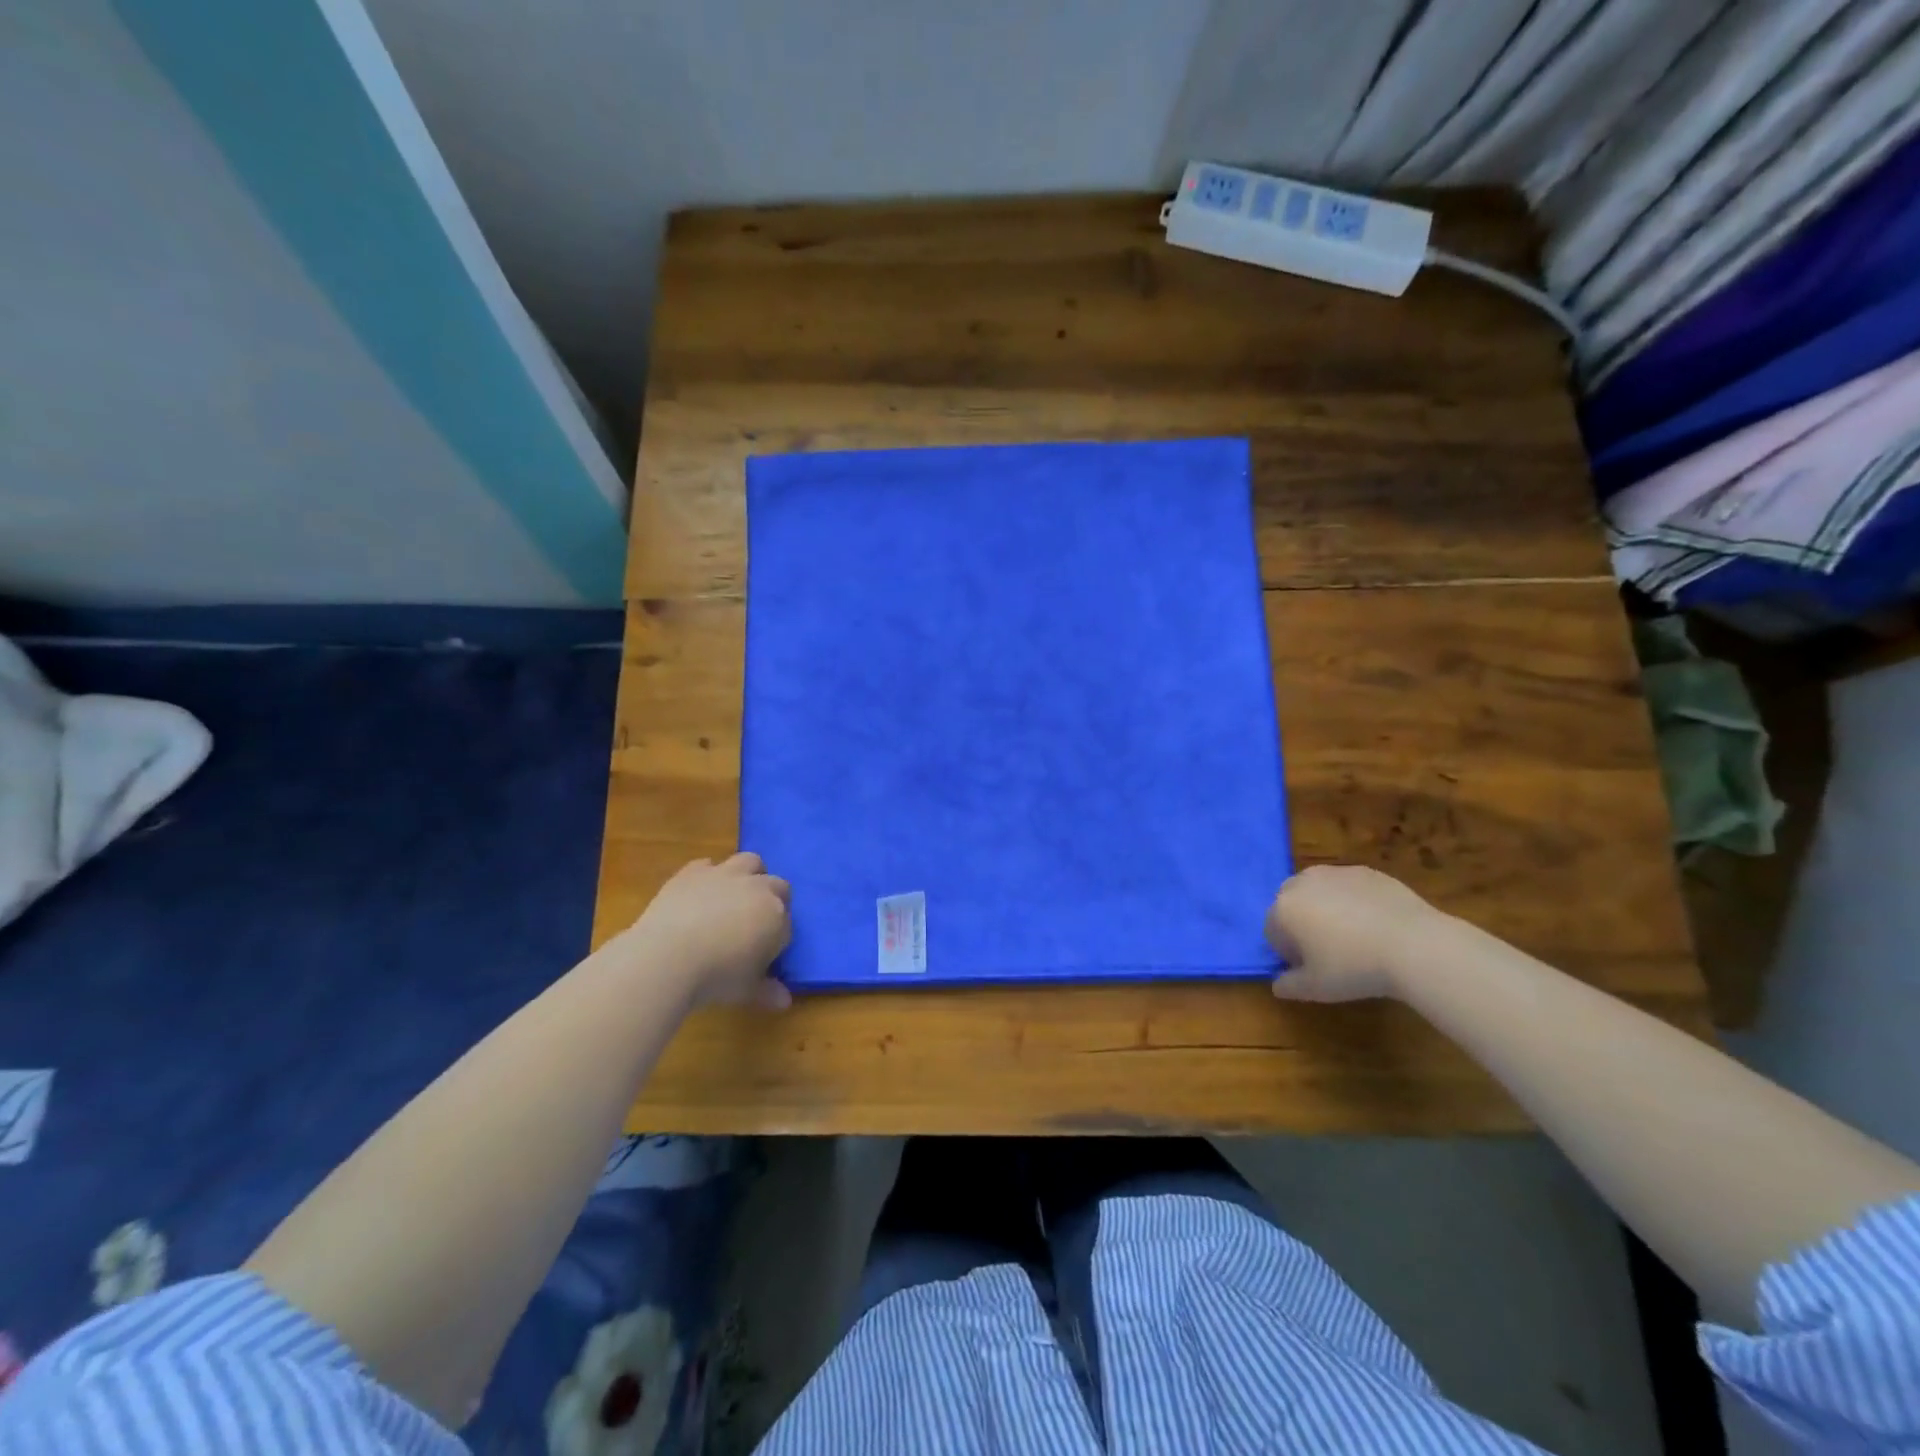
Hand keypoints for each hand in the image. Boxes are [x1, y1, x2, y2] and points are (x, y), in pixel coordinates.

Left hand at [625, 853, 792, 1010]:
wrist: (666, 956)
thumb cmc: (716, 977)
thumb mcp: (746, 990)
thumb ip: (767, 991)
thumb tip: (785, 1001)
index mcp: (776, 915)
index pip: (786, 923)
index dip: (777, 937)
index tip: (764, 952)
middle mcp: (757, 888)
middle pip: (778, 886)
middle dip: (773, 900)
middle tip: (755, 924)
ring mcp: (725, 874)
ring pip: (750, 861)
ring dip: (750, 875)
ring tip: (736, 896)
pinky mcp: (694, 871)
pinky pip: (709, 864)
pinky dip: (709, 875)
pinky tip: (700, 893)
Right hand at [1265, 864, 1445, 1002]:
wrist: (1414, 945)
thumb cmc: (1354, 968)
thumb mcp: (1316, 989)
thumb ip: (1289, 986)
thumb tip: (1278, 985)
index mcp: (1283, 909)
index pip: (1273, 930)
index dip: (1289, 952)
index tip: (1311, 967)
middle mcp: (1302, 883)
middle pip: (1291, 903)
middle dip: (1302, 923)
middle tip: (1328, 949)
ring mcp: (1335, 873)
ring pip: (1319, 891)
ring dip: (1326, 908)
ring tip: (1354, 936)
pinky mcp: (1366, 872)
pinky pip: (1349, 887)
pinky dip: (1354, 901)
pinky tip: (1376, 924)